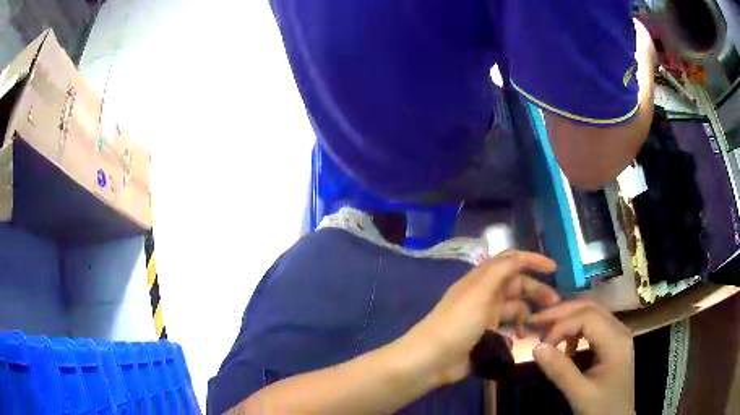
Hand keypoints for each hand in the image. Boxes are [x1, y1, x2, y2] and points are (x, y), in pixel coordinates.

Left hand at [400, 250, 558, 384]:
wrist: (433, 359)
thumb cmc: (458, 323)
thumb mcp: (480, 292)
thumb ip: (500, 271)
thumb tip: (519, 257)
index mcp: (482, 279)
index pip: (510, 261)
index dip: (532, 260)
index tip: (554, 269)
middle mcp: (485, 295)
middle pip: (517, 286)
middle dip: (536, 291)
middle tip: (555, 304)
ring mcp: (485, 316)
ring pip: (514, 308)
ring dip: (527, 314)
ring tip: (538, 326)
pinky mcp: (486, 336)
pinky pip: (507, 328)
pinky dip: (515, 331)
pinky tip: (518, 339)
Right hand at [530, 301, 634, 414]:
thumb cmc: (602, 408)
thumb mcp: (580, 394)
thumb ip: (560, 371)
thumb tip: (536, 347)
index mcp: (616, 340)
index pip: (587, 316)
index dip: (561, 325)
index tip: (541, 344)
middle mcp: (620, 331)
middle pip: (591, 308)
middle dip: (563, 313)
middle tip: (537, 321)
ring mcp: (619, 336)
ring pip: (593, 314)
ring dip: (569, 319)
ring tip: (549, 333)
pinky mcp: (614, 344)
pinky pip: (595, 326)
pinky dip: (577, 330)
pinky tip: (567, 346)